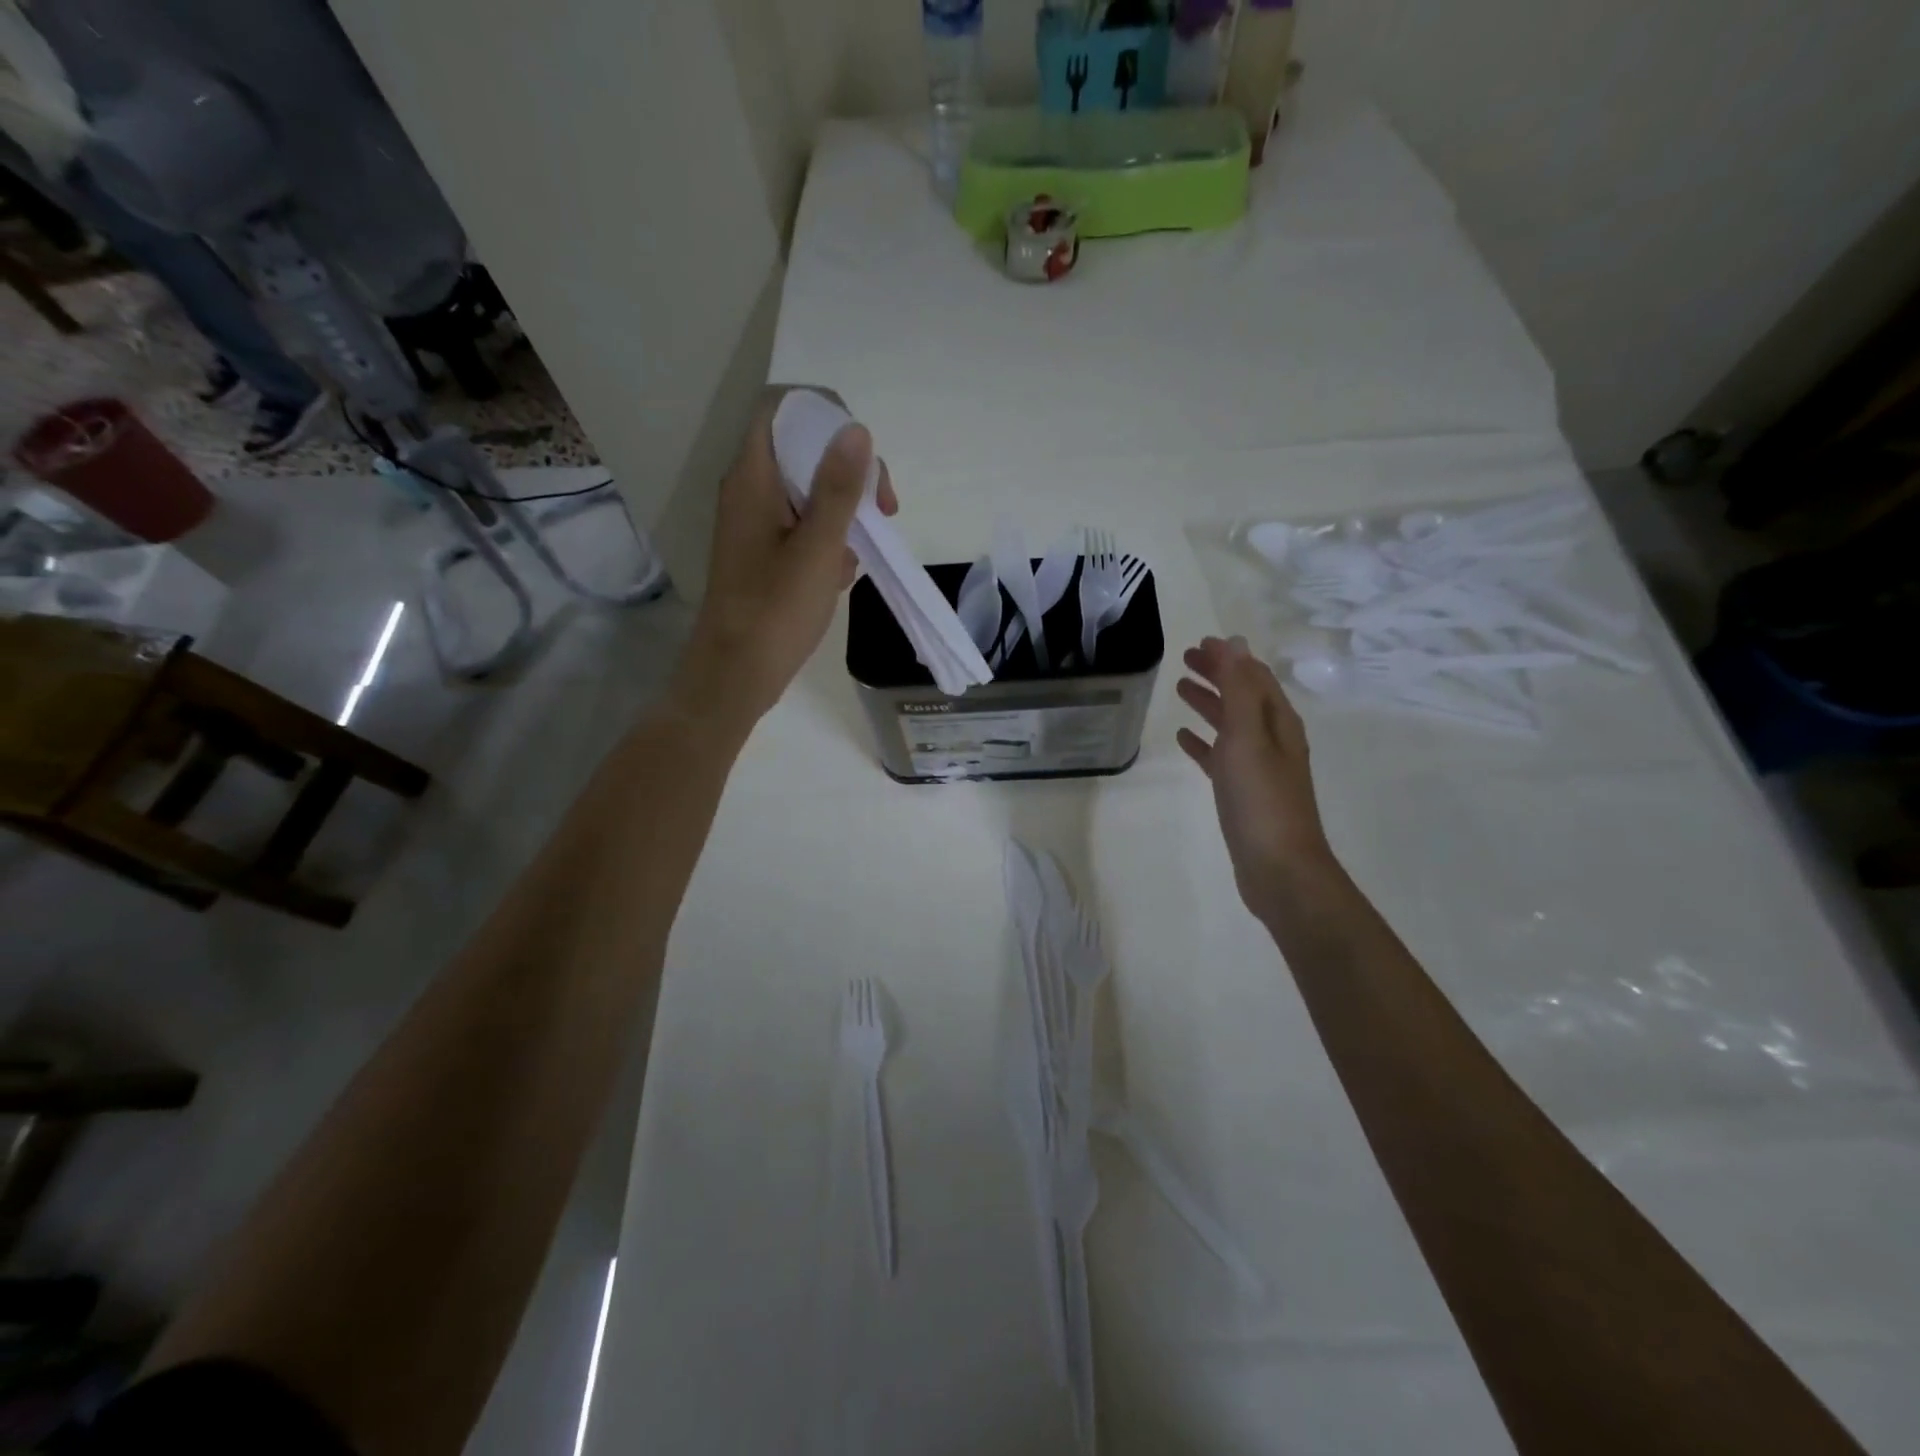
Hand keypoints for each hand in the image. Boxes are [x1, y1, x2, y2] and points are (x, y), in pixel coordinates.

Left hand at [673, 387, 897, 730]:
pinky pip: (805, 526)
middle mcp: (751, 490)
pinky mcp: (766, 552)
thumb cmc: (775, 611)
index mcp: (753, 478)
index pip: (782, 407)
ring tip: (858, 554)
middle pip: (804, 448)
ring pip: (810, 491)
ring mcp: (758, 522)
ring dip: (845, 514)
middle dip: (850, 472)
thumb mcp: (818, 547)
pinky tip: (839, 576)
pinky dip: (830, 541)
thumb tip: (857, 429)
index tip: (863, 454)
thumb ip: (839, 488)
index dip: (825, 413)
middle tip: (882, 511)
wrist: (736, 674)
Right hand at [1176, 636, 1337, 917]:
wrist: (1278, 867)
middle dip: (1217, 675)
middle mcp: (1272, 739)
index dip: (1229, 657)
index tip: (1199, 642)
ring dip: (1209, 703)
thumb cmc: (1261, 799)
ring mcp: (1258, 767)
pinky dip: (1203, 742)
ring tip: (1180, 689)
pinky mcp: (1243, 792)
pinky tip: (1184, 739)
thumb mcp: (1248, 736)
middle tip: (1185, 660)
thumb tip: (1234, 643)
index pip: (1253, 676)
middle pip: (1243, 695)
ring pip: (1230, 724)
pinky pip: (1220, 756)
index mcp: (1278, 722)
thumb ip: (1240, 689)